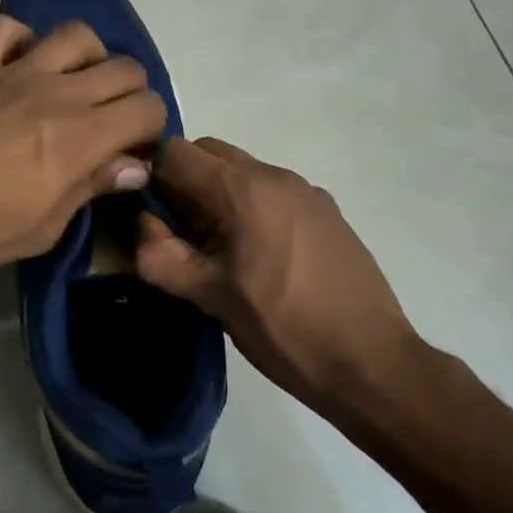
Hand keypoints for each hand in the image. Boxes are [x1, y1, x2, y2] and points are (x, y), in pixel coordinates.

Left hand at [0, 15, 168, 275]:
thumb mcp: (42, 229)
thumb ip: (91, 187)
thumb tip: (132, 166)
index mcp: (81, 137)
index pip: (147, 107)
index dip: (150, 130)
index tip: (132, 154)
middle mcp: (57, 92)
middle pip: (124, 66)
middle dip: (131, 94)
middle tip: (110, 123)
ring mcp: (13, 71)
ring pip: (74, 34)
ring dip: (87, 57)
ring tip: (73, 84)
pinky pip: (6, 28)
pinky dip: (20, 40)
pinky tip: (17, 64)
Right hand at [134, 137, 417, 407]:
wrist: (372, 362)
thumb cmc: (283, 328)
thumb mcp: (210, 296)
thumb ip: (160, 255)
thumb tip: (140, 225)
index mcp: (242, 188)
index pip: (173, 151)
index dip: (148, 176)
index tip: (146, 215)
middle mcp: (275, 174)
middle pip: (208, 154)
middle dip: (182, 182)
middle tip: (179, 234)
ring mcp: (306, 190)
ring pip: (241, 171)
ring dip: (216, 195)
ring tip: (219, 250)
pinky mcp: (326, 210)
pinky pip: (271, 191)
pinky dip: (249, 206)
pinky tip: (259, 257)